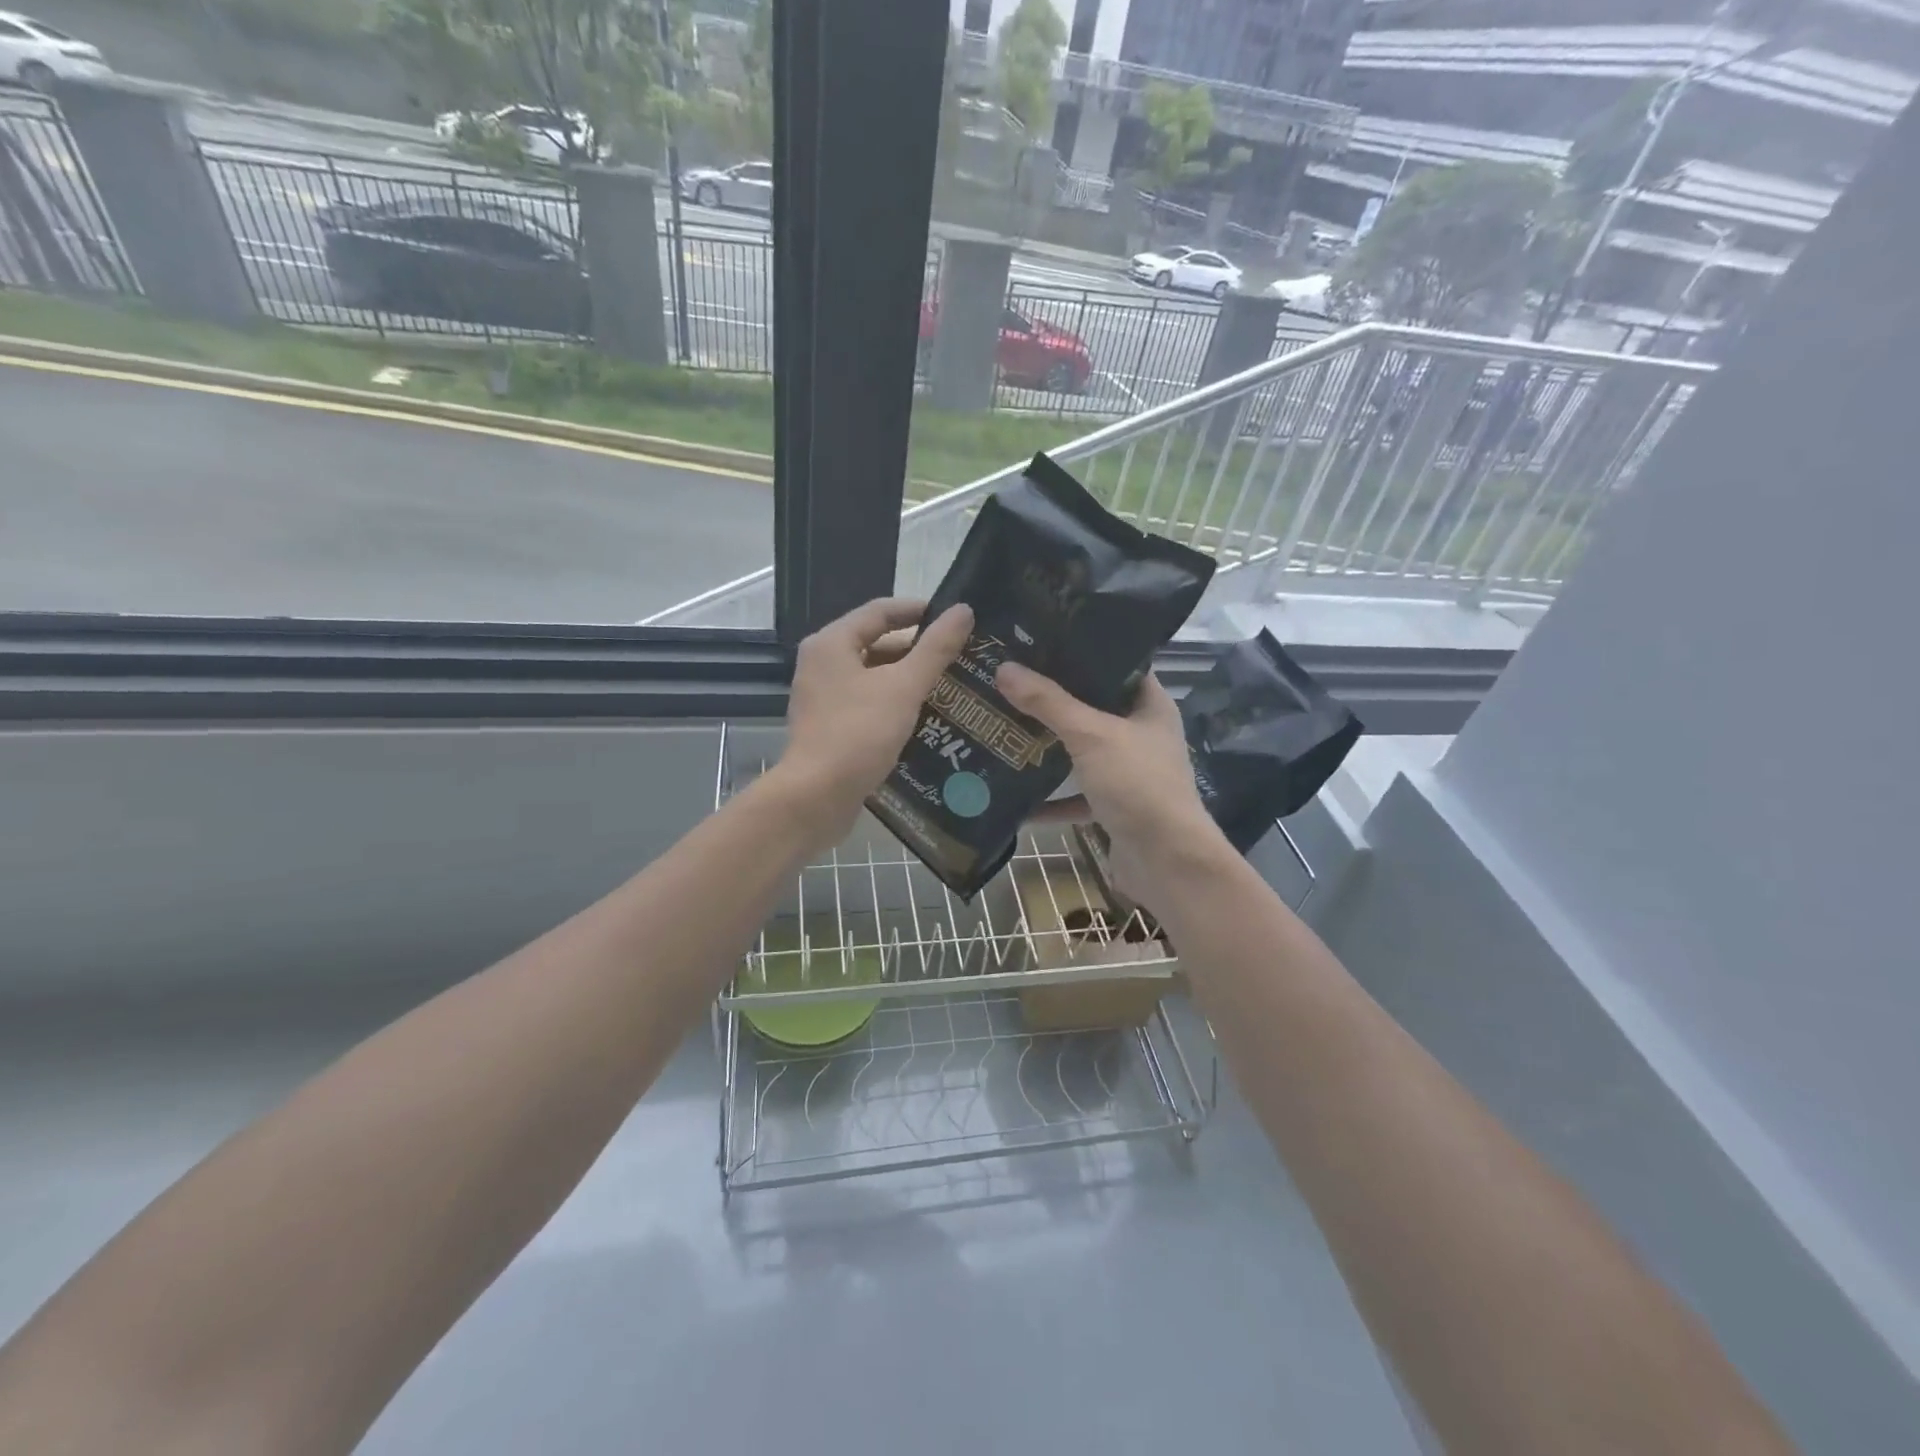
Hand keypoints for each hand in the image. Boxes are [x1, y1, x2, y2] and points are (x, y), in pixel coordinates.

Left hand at [777, 597, 973, 839]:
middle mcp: (822, 664)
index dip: (918, 610)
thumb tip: (963, 611)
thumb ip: (935, 649)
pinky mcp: (829, 726)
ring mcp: (822, 697)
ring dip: (907, 678)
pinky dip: (894, 703)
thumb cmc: (859, 733)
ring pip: (873, 676)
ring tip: (950, 685)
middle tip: (958, 655)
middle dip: (917, 648)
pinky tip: (925, 716)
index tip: (953, 617)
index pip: (880, 611)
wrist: (816, 797)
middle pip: (875, 643)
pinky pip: (867, 703)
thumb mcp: (904, 687)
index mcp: (832, 643)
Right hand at [997, 663, 1224, 878]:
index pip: (1117, 666)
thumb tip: (1004, 668)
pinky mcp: (1114, 807)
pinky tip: (1014, 797)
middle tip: (1009, 681)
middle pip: (1093, 708)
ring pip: (1081, 752)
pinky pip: (1075, 795)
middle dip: (1053, 700)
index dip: (1082, 651)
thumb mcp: (1091, 735)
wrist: (1167, 862)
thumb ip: (1048, 703)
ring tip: (1004, 728)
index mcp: (1149, 706)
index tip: (1040, 641)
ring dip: (1047, 748)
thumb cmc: (1138, 784)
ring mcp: (1128, 773)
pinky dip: (1049, 799)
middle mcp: (1141, 735)